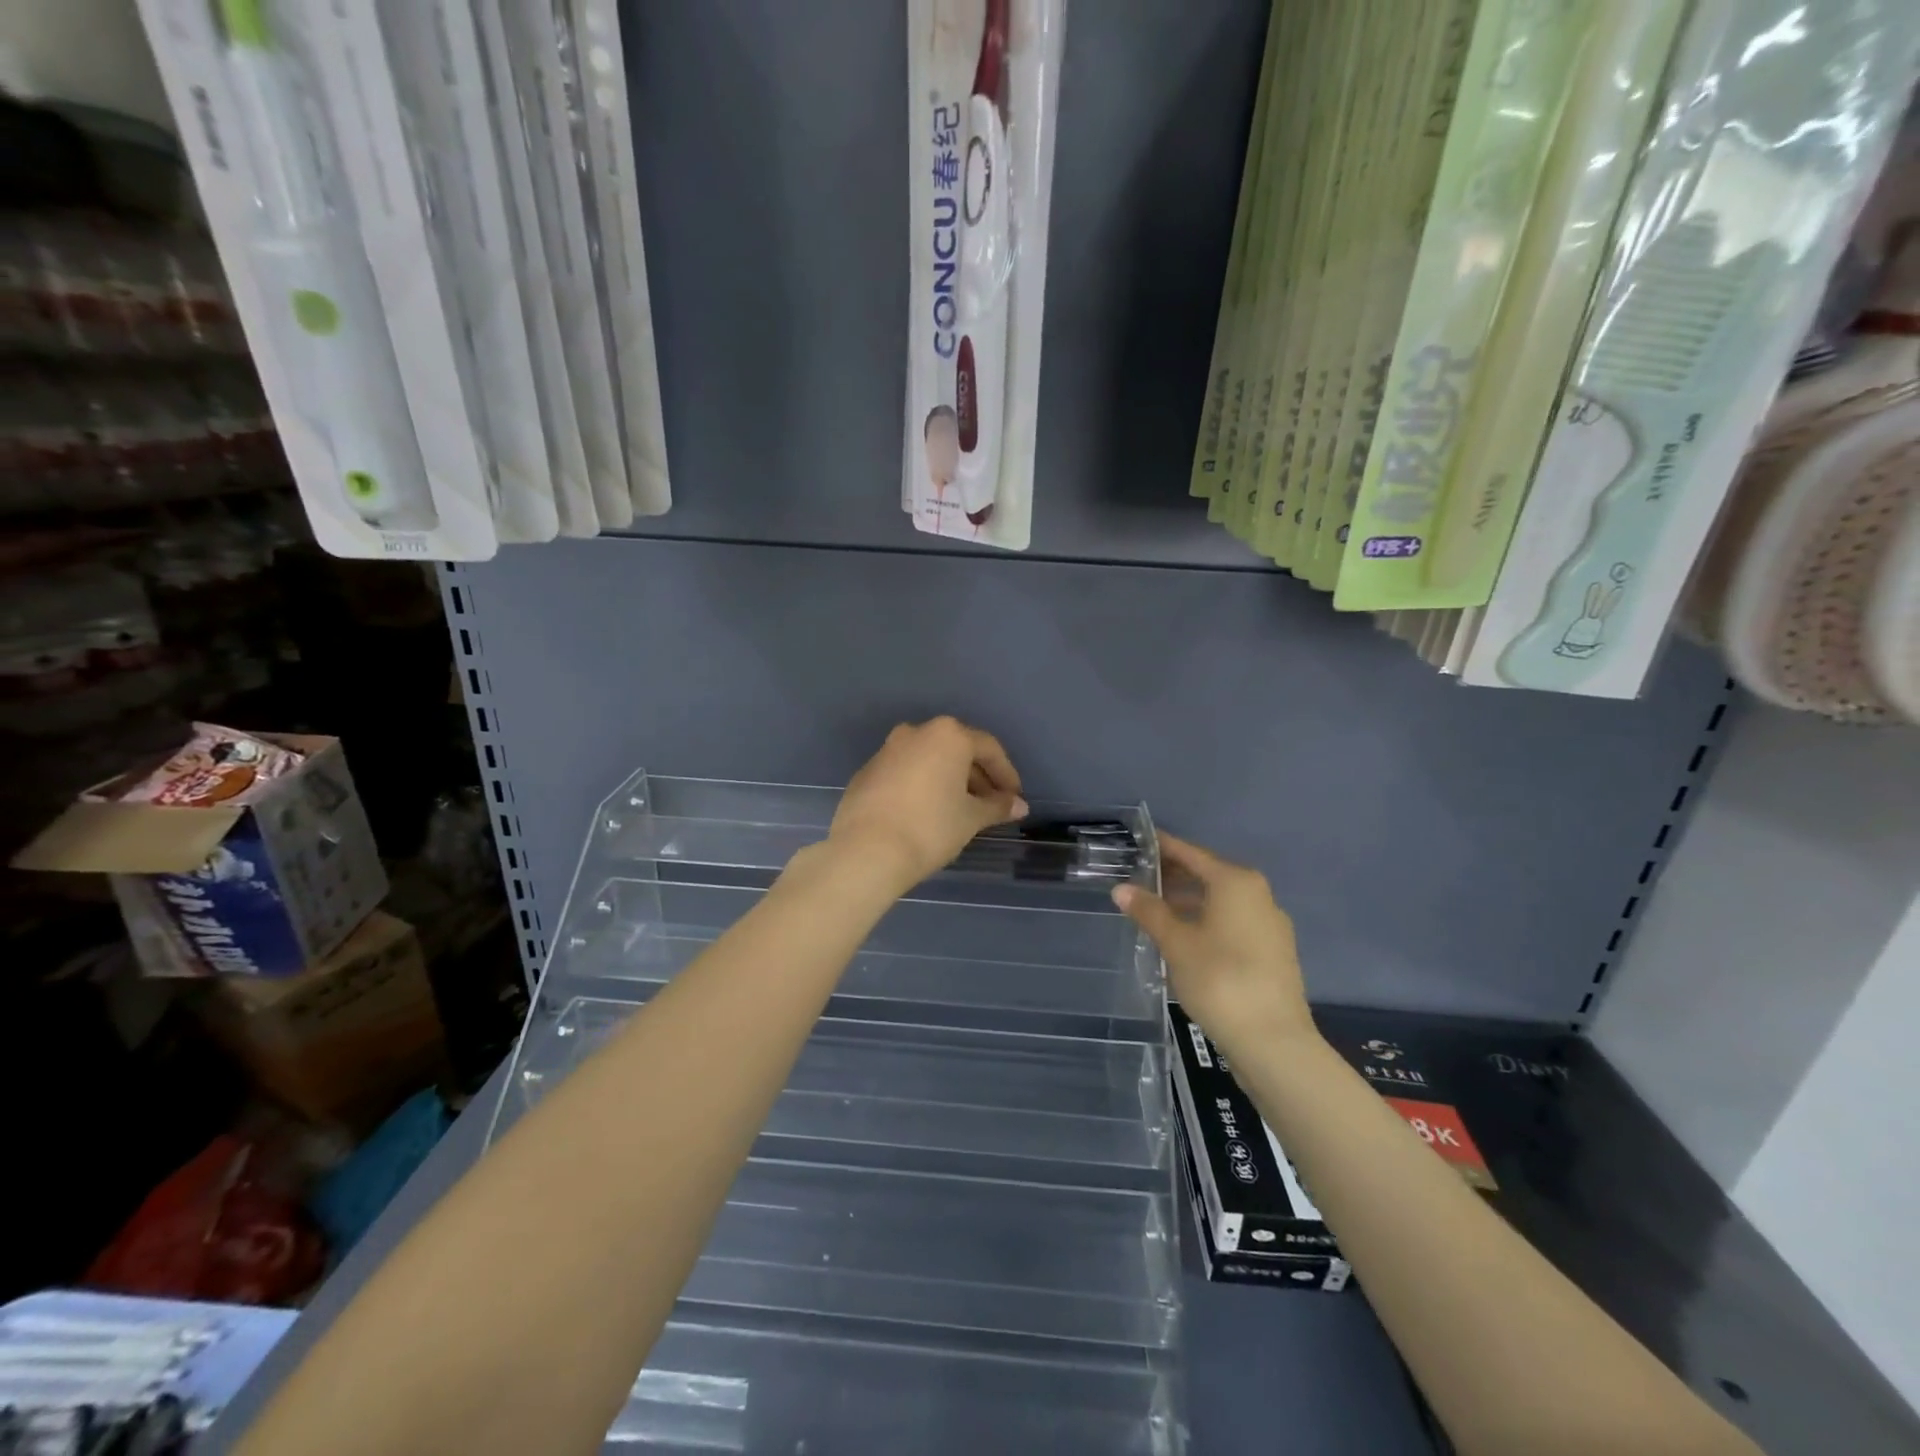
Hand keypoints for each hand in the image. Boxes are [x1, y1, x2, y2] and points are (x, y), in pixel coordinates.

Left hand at [827, 717, 1027, 889]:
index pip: (988, 749)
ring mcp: (887, 750)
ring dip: (949, 781)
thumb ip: (997, 806)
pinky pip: (905, 773)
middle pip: (957, 751)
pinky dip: (921, 787)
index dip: (1006, 775)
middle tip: (990, 806)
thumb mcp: (971, 818)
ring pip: (929, 760)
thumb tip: (1019, 805)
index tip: (1014, 799)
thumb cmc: (930, 828)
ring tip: (960, 811)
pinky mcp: (867, 772)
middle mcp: (916, 733)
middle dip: (977, 778)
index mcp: (947, 735)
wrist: (866, 851)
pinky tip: (926, 814)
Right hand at [1114, 834, 1312, 1058]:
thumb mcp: (1176, 943)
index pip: (1192, 854)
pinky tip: (1185, 939)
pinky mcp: (1274, 953)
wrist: (1273, 1042)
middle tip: (1139, 878)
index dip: (1164, 847)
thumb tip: (1121, 888)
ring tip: (1156, 911)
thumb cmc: (1220, 980)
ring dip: (1190, 902)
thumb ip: (1149, 911)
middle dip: (1175, 876)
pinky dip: (1207, 922)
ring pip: (1221, 902)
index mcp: (1236, 883)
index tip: (1140, 842)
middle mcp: (1258, 895)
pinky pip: (1233, 923)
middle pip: (1209, 875)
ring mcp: (1270, 925)